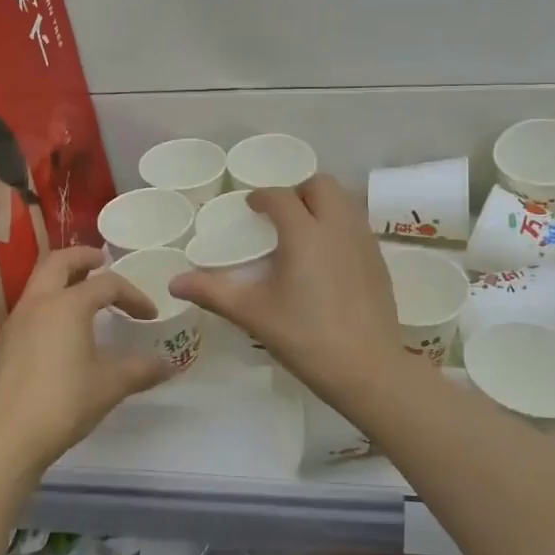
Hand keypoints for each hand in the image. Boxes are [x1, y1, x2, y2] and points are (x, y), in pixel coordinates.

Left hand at [0, 246, 172, 475]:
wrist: (7, 437)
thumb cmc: (64, 402)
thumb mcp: (111, 385)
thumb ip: (142, 370)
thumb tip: (169, 365)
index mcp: (68, 304)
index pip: (107, 284)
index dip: (133, 295)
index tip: (149, 315)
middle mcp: (37, 303)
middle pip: (58, 262)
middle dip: (83, 256)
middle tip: (102, 260)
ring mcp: (14, 322)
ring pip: (37, 284)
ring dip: (62, 281)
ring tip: (81, 295)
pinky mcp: (1, 344)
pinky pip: (27, 311)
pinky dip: (46, 307)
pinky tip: (57, 335)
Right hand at [171, 175, 405, 405]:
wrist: (367, 369)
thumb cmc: (306, 337)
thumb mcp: (253, 314)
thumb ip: (213, 292)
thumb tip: (174, 282)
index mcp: (305, 233)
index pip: (281, 196)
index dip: (262, 197)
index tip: (251, 207)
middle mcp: (338, 227)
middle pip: (321, 185)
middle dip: (298, 191)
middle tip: (280, 216)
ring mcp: (364, 242)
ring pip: (345, 202)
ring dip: (322, 205)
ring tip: (303, 233)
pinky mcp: (379, 261)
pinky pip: (357, 225)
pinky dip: (339, 226)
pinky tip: (327, 259)